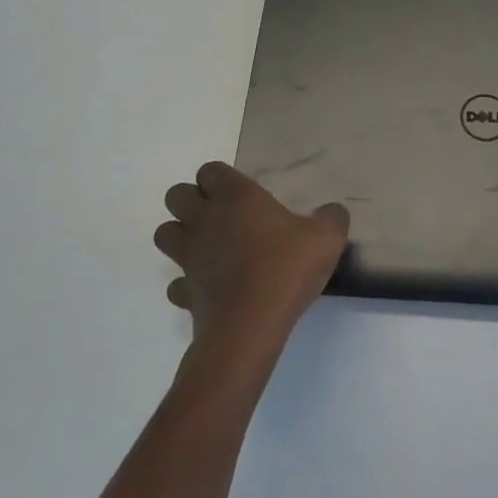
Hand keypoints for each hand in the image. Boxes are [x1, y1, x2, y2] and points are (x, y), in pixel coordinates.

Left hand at [155, 163, 348, 364]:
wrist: (251, 326)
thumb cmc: (285, 269)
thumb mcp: (326, 237)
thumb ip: (331, 218)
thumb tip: (332, 212)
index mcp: (236, 197)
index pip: (210, 170)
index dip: (221, 179)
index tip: (243, 193)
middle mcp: (205, 220)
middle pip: (176, 195)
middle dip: (191, 200)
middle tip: (221, 215)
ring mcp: (189, 257)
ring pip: (165, 234)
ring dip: (180, 235)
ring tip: (208, 246)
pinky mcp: (185, 293)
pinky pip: (175, 283)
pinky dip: (185, 284)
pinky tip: (208, 289)